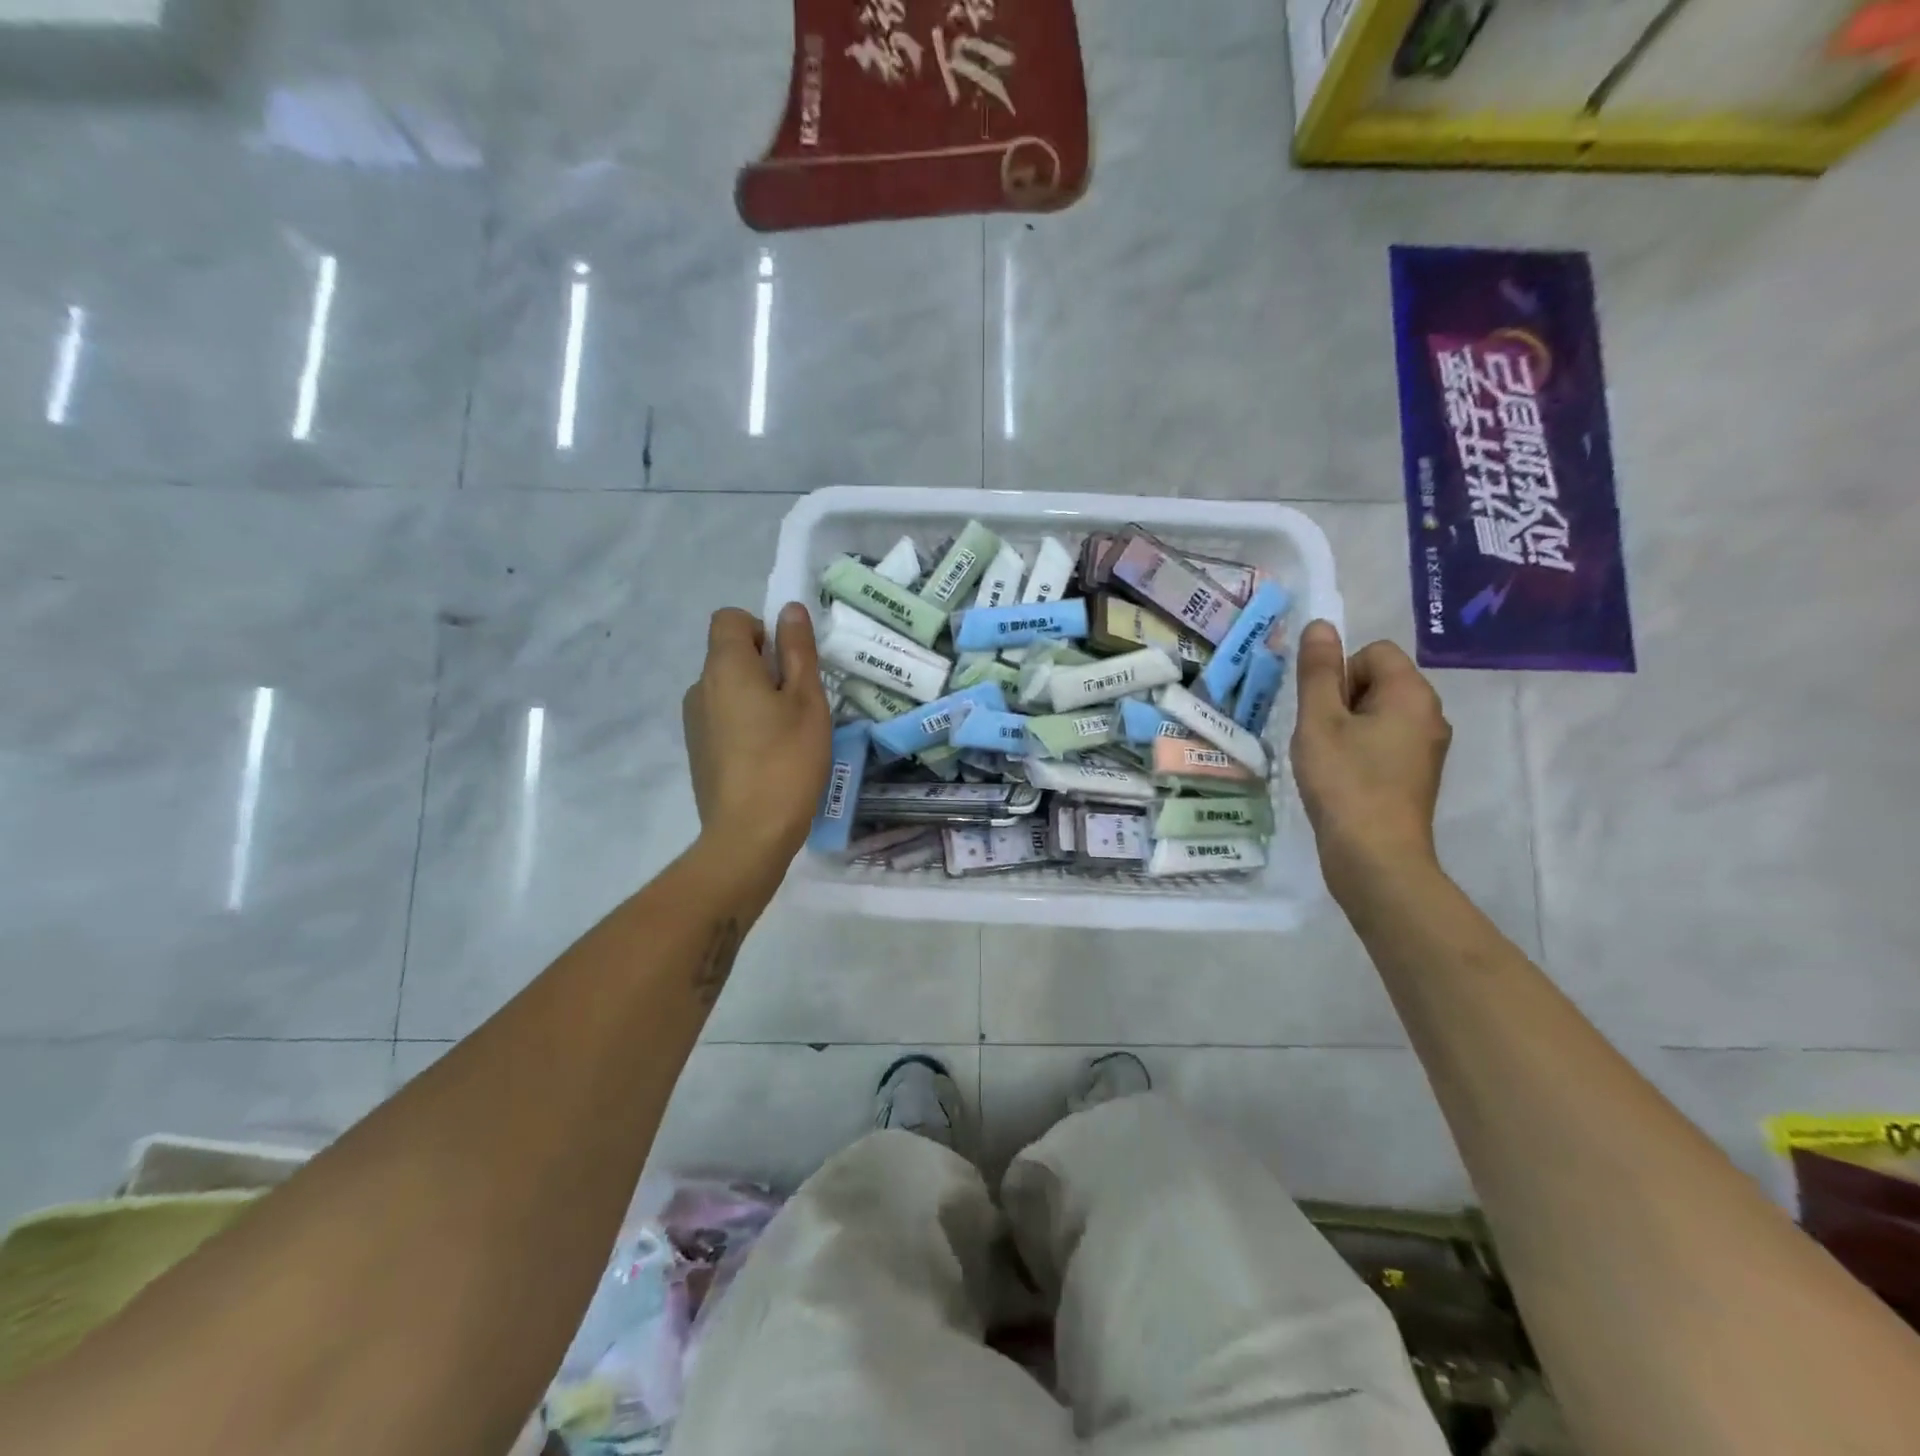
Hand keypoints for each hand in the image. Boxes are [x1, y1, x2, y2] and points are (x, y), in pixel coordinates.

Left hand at [682, 604, 831, 883]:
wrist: (749, 834)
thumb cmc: (787, 761)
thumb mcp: (807, 701)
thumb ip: (798, 651)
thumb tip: (788, 610)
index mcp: (724, 667)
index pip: (729, 619)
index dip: (761, 628)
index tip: (788, 661)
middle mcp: (699, 687)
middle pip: (728, 655)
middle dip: (763, 666)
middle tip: (799, 702)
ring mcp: (694, 722)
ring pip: (727, 689)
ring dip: (755, 697)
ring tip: (787, 734)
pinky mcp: (697, 751)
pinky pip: (722, 718)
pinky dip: (744, 724)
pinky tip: (768, 757)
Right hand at [1290, 620, 1451, 903]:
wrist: (1375, 857)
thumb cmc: (1345, 782)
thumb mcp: (1319, 721)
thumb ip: (1318, 671)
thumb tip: (1321, 625)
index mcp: (1412, 694)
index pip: (1373, 652)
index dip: (1339, 674)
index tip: (1324, 712)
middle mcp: (1430, 714)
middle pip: (1377, 681)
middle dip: (1342, 701)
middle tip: (1322, 738)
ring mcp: (1427, 747)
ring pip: (1377, 714)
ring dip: (1346, 728)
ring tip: (1328, 761)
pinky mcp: (1416, 775)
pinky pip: (1384, 742)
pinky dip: (1359, 751)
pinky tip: (1342, 779)